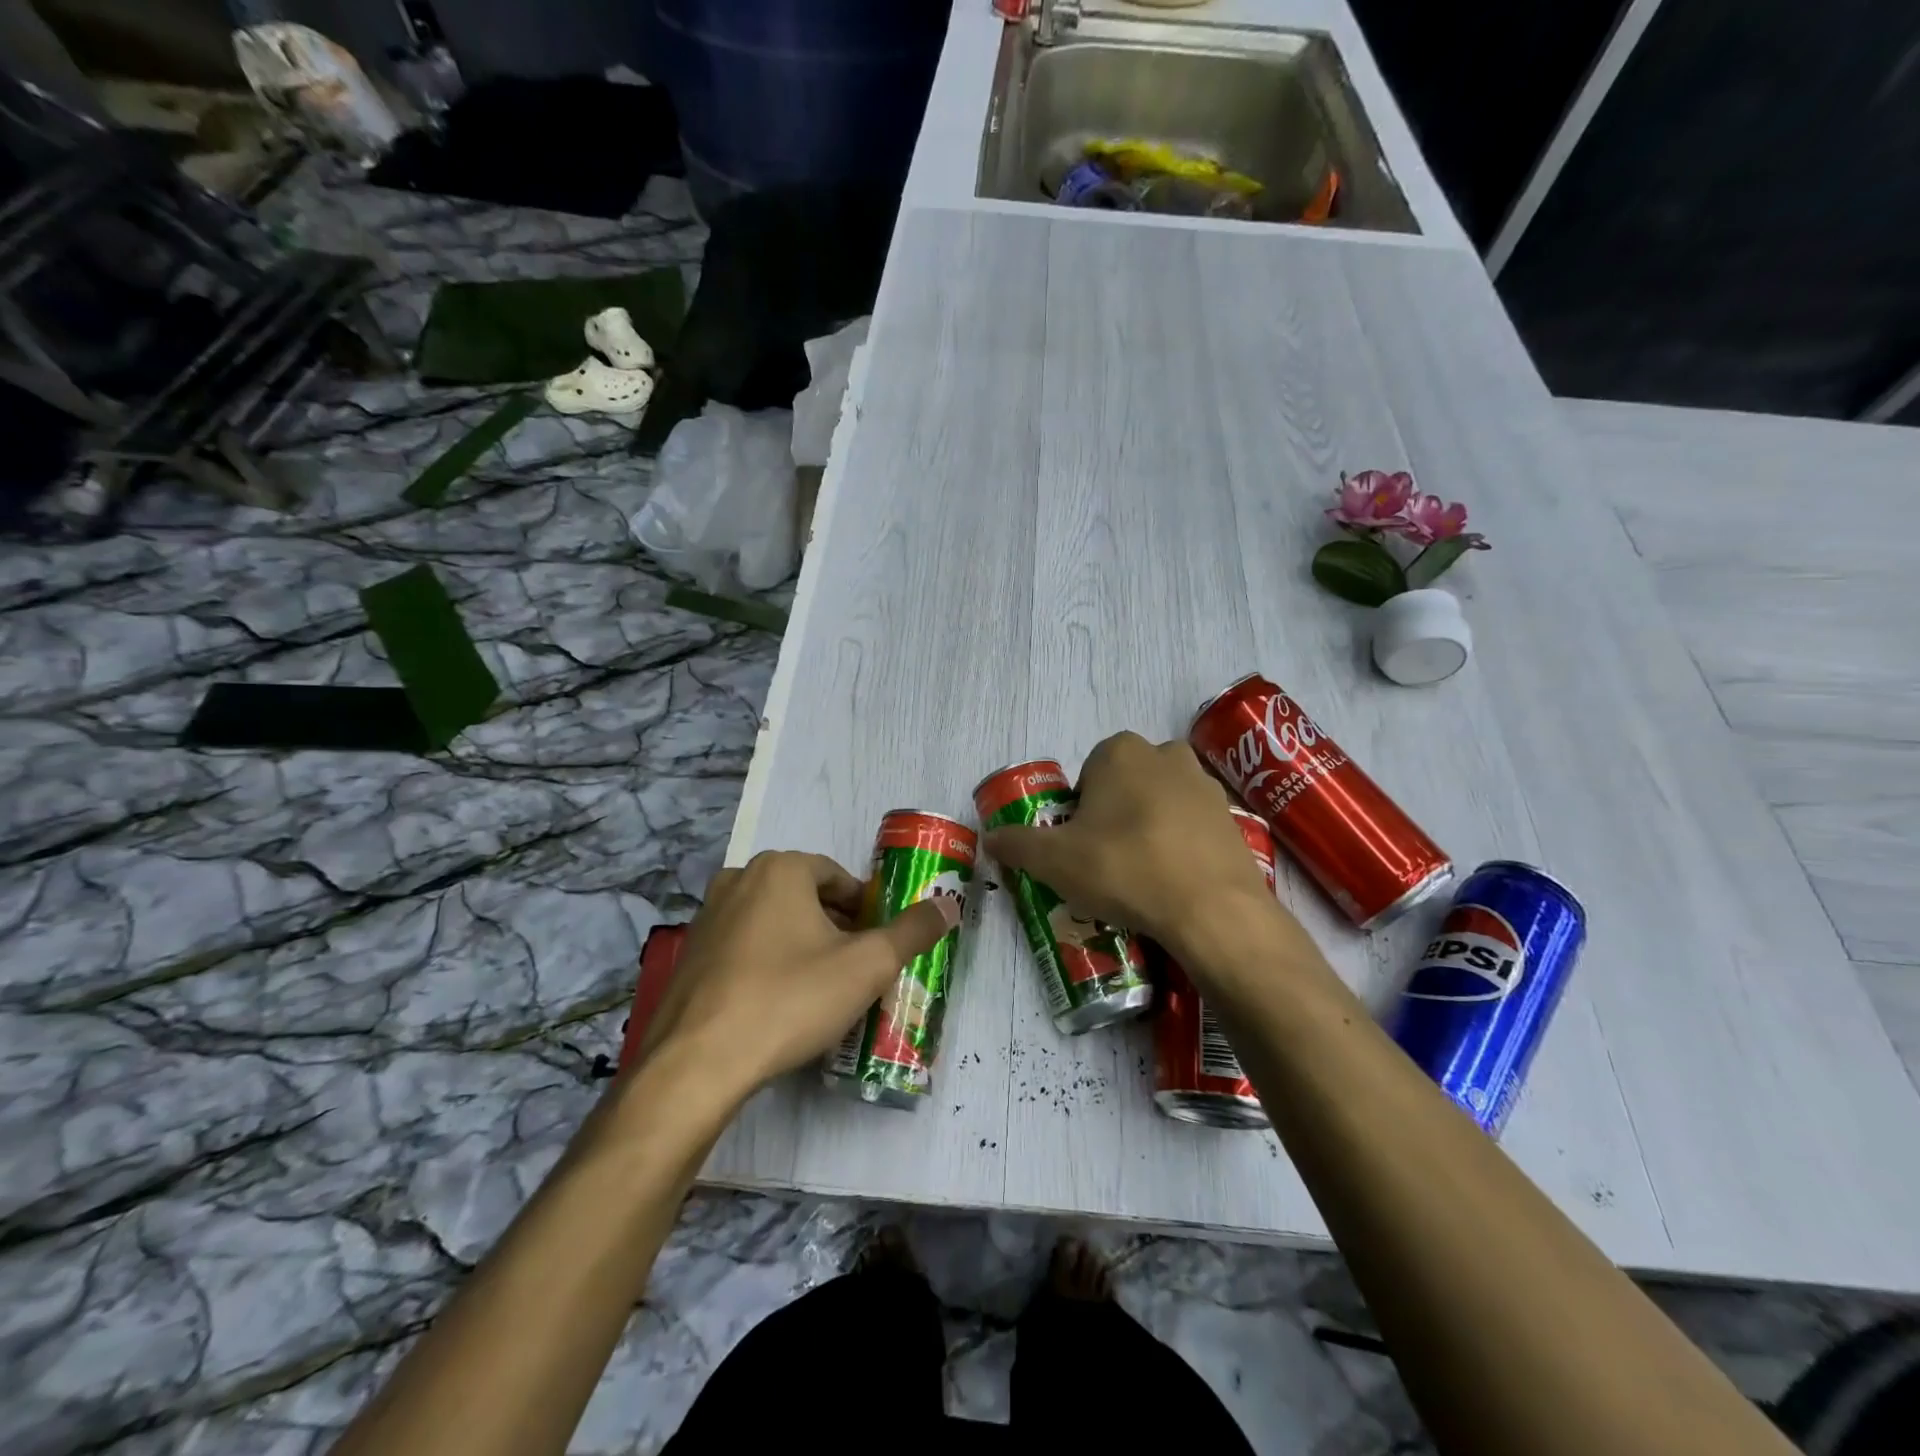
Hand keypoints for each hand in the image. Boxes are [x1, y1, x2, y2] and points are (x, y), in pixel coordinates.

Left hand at [636, 851, 958, 1100]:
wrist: (698, 1063)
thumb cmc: (790, 999)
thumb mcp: (866, 966)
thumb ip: (912, 931)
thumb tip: (949, 904)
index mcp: (780, 868)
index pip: (838, 876)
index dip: (865, 908)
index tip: (878, 942)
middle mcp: (739, 879)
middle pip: (805, 896)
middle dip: (835, 926)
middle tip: (856, 967)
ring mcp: (708, 917)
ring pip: (773, 921)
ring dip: (802, 944)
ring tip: (822, 988)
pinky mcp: (690, 954)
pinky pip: (744, 946)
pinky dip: (768, 962)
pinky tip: (779, 1003)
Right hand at [983, 732, 1285, 961]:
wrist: (1211, 909)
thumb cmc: (1124, 868)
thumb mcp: (1054, 860)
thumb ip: (1017, 844)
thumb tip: (990, 838)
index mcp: (1120, 752)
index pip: (1087, 773)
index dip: (1079, 810)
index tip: (1079, 845)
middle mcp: (1166, 755)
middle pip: (1126, 784)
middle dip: (1114, 813)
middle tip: (1106, 859)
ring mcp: (1205, 784)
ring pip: (1161, 801)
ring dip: (1149, 826)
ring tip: (1141, 874)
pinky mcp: (1232, 818)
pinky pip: (1193, 826)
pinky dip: (1180, 844)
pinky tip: (1173, 881)